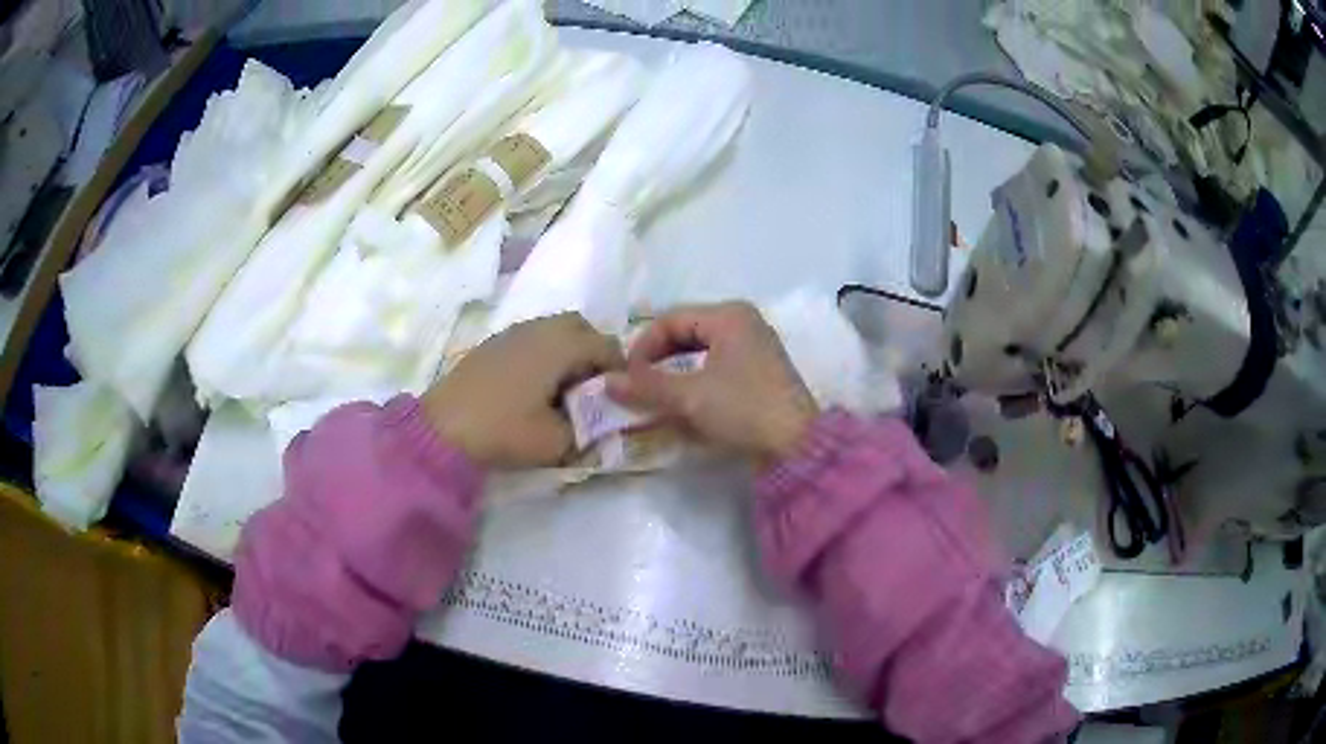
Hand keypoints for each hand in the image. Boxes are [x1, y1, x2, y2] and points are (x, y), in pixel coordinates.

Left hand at [423, 313, 622, 467]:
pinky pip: (532, 339)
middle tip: (592, 390)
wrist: (441, 429)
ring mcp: (513, 332)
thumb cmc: (504, 430)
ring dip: (568, 353)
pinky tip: (533, 388)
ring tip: (562, 391)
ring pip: (555, 330)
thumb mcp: (556, 442)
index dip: (620, 371)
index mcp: (561, 345)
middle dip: (594, 354)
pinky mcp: (493, 344)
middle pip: (582, 328)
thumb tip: (601, 424)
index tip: (618, 399)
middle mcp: (540, 328)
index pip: (607, 346)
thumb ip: (589, 432)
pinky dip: (544, 355)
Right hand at [606, 302, 817, 463]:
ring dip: (674, 370)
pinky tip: (684, 400)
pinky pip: (716, 364)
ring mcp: (754, 346)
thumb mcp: (690, 397)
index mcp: (729, 315)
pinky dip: (695, 378)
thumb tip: (605, 381)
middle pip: (685, 331)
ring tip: (655, 394)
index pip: (670, 319)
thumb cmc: (744, 409)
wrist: (798, 445)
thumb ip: (646, 386)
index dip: (642, 346)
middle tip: (637, 384)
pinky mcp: (760, 371)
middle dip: (657, 358)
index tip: (626, 377)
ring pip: (700, 349)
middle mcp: (743, 322)